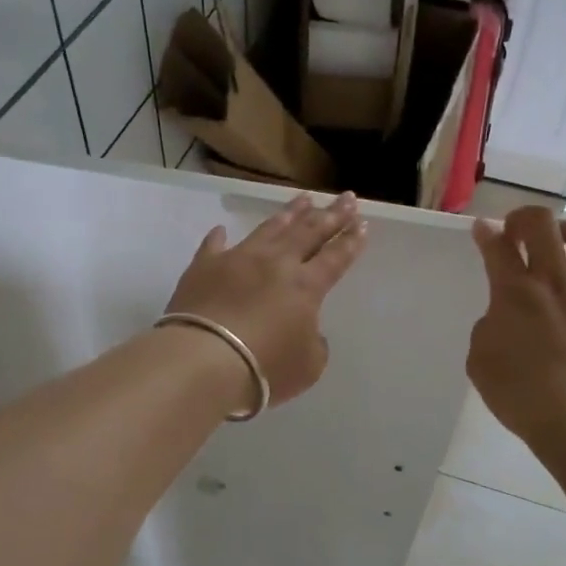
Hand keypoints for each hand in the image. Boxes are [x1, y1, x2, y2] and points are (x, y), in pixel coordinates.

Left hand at [165, 192, 367, 407]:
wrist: (204, 360)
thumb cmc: (265, 368)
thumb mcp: (307, 366)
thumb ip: (314, 343)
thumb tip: (306, 329)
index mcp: (306, 286)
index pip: (335, 257)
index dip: (350, 241)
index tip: (362, 222)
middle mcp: (276, 263)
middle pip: (309, 232)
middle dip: (331, 214)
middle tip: (347, 197)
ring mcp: (238, 260)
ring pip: (269, 229)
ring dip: (290, 213)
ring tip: (304, 199)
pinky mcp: (204, 267)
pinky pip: (214, 245)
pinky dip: (219, 237)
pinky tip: (222, 228)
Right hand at [467, 205, 565, 446]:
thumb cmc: (522, 394)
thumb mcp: (480, 361)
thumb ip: (489, 326)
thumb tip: (505, 316)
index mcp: (514, 291)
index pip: (496, 245)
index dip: (485, 232)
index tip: (482, 230)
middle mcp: (554, 278)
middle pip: (540, 223)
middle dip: (523, 219)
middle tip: (517, 234)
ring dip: (565, 234)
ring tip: (559, 248)